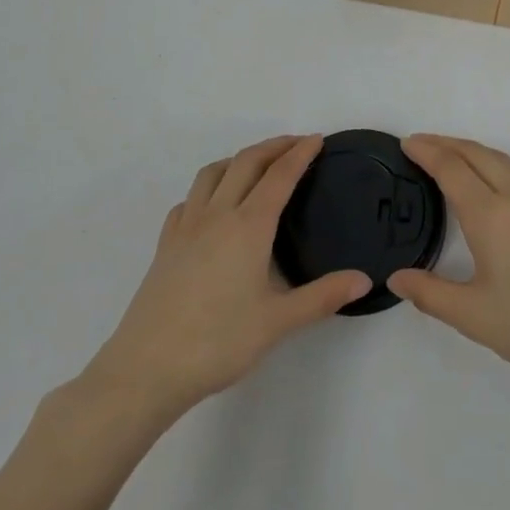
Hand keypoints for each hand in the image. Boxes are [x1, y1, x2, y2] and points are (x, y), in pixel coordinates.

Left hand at [77, 136, 370, 421]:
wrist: (146, 370)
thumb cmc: (217, 343)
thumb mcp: (278, 323)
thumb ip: (322, 297)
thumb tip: (363, 279)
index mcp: (249, 226)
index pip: (280, 176)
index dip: (300, 154)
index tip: (317, 139)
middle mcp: (217, 215)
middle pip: (246, 162)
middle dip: (273, 146)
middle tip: (296, 143)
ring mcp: (186, 227)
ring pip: (213, 173)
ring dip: (239, 159)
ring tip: (256, 165)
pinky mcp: (165, 244)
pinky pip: (189, 199)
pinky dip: (207, 188)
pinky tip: (212, 206)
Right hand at [388, 135, 509, 395]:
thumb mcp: (474, 316)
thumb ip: (431, 294)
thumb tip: (397, 277)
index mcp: (491, 215)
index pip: (452, 168)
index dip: (427, 152)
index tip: (407, 144)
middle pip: (477, 154)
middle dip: (446, 143)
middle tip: (421, 144)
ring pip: (501, 160)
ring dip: (472, 151)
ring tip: (452, 157)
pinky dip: (495, 164)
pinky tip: (493, 183)